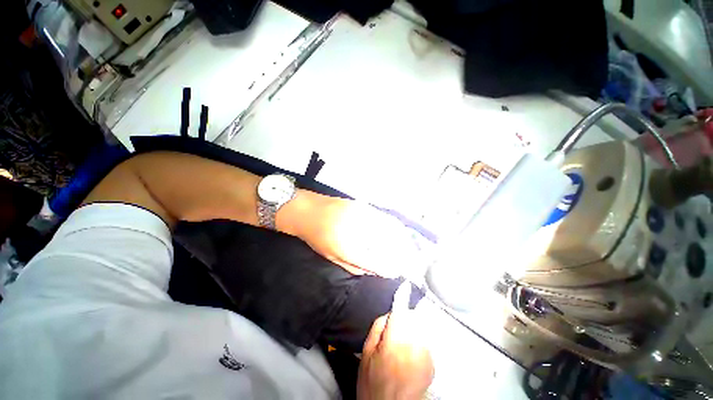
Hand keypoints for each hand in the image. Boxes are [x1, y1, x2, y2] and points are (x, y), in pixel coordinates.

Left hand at [287, 194, 421, 277]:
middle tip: (406, 260)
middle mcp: (358, 230)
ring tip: (405, 246)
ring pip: (388, 227)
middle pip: (387, 242)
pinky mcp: (362, 205)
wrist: (305, 210)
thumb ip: (355, 265)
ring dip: (399, 238)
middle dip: (401, 252)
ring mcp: (362, 214)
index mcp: (348, 247)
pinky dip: (391, 225)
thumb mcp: (332, 256)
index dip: (389, 268)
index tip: (397, 272)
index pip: (376, 260)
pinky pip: (382, 216)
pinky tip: (394, 230)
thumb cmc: (315, 236)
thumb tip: (375, 270)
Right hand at [357, 283, 433, 399]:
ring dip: (411, 331)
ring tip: (400, 350)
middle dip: (404, 319)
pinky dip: (417, 343)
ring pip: (419, 328)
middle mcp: (414, 346)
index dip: (402, 296)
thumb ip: (378, 327)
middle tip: (393, 335)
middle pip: (412, 318)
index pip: (400, 311)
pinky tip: (408, 358)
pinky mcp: (432, 363)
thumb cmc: (375, 385)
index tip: (405, 285)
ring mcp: (425, 355)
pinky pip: (424, 342)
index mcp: (395, 342)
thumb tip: (389, 314)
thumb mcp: (366, 353)